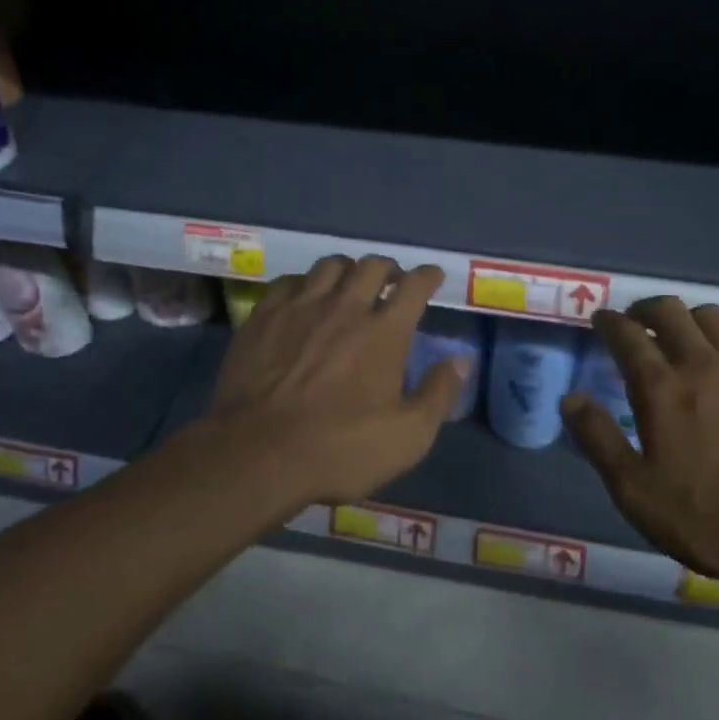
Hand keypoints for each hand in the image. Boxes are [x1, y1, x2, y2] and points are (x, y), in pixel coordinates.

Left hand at [203, 255, 465, 505]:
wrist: (258, 453)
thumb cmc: (340, 448)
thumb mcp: (408, 437)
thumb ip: (439, 394)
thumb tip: (461, 361)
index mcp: (384, 332)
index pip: (414, 285)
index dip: (428, 276)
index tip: (432, 277)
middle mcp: (345, 307)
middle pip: (371, 266)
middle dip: (388, 268)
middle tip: (392, 282)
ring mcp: (300, 307)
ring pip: (329, 266)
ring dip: (347, 270)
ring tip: (349, 285)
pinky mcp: (264, 317)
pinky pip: (289, 282)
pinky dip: (305, 284)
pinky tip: (304, 298)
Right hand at [561, 297, 718, 589]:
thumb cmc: (712, 518)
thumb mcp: (637, 492)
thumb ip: (599, 441)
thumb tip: (570, 399)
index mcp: (663, 389)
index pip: (628, 334)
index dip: (610, 321)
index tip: (600, 319)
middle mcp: (704, 367)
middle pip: (672, 311)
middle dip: (647, 308)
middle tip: (637, 322)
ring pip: (715, 319)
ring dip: (689, 319)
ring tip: (682, 337)